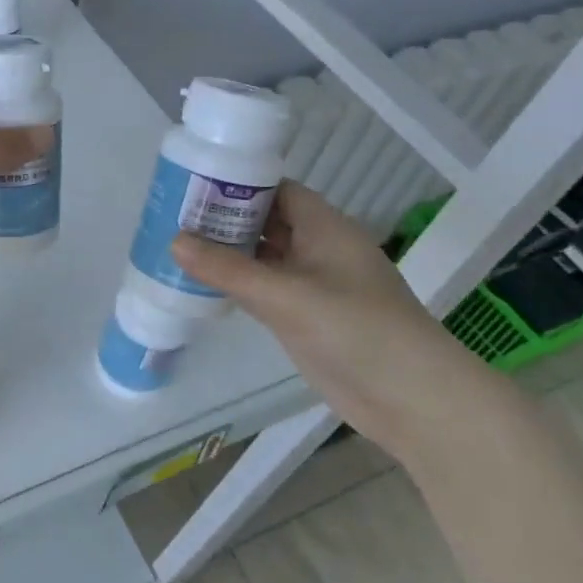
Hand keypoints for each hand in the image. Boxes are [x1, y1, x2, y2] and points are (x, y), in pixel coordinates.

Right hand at [170, 182, 491, 455]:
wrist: (410, 398)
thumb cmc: (355, 330)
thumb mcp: (286, 296)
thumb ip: (229, 270)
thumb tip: (174, 241)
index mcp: (325, 227)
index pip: (277, 190)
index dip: (238, 184)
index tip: (193, 185)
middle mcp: (318, 249)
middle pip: (266, 221)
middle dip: (224, 218)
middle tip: (172, 215)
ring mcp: (312, 285)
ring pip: (262, 256)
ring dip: (227, 252)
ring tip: (175, 243)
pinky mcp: (304, 317)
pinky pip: (263, 288)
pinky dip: (235, 283)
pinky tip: (200, 283)